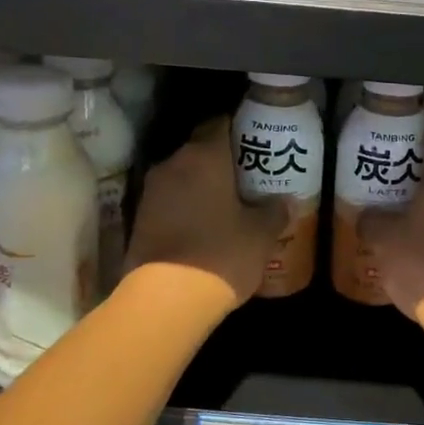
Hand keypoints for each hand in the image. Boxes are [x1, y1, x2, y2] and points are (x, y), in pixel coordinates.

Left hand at [126, 117, 287, 303]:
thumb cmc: (221, 254)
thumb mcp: (261, 234)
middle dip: (222, 160)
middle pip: (200, 150)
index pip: (220, 123)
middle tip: (249, 176)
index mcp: (204, 156)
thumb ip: (274, 211)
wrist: (165, 300)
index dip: (240, 128)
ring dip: (202, 185)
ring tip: (229, 203)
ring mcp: (151, 192)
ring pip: (183, 176)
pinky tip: (205, 226)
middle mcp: (173, 164)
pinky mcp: (139, 220)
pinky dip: (186, 207)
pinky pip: (170, 201)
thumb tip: (285, 201)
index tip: (257, 141)